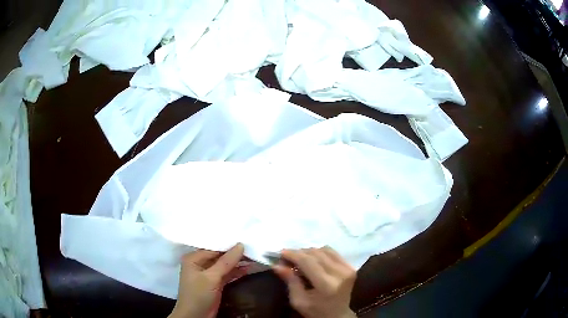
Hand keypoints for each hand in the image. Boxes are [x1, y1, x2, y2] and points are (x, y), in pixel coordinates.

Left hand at [169, 243, 246, 317]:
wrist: (196, 317)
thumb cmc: (198, 294)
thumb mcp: (211, 277)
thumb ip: (226, 262)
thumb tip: (240, 245)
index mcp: (194, 258)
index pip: (213, 247)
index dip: (229, 244)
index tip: (245, 238)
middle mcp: (200, 264)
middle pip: (219, 256)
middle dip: (235, 253)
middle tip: (252, 246)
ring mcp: (208, 274)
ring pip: (225, 265)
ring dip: (238, 262)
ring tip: (254, 255)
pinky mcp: (216, 284)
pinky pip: (227, 274)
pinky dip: (237, 272)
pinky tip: (249, 267)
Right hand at [274, 247, 356, 317]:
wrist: (339, 315)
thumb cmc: (316, 311)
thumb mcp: (299, 301)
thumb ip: (290, 281)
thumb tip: (277, 265)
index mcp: (327, 285)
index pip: (308, 262)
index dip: (293, 254)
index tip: (280, 253)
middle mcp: (340, 273)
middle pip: (315, 253)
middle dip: (298, 253)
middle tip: (287, 258)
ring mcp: (347, 268)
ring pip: (324, 250)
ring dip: (309, 251)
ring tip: (299, 258)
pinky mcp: (351, 266)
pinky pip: (332, 252)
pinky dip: (320, 252)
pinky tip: (312, 258)